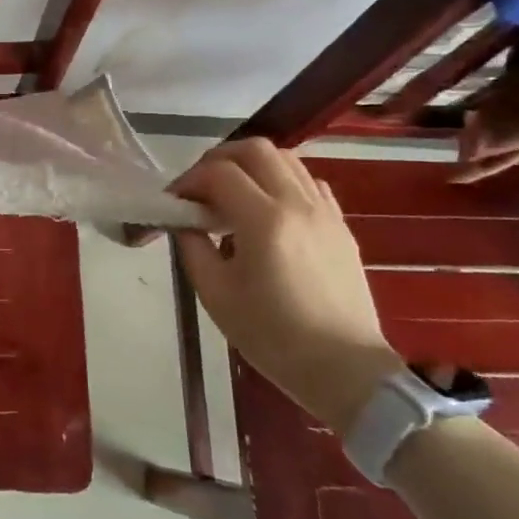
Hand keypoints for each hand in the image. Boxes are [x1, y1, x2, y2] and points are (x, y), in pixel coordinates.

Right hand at [170, 138, 400, 435]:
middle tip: (199, 188)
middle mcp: (298, 204)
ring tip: (232, 197)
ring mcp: (326, 212)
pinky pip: (309, 183)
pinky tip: (268, 211)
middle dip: (219, 159)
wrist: (345, 369)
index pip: (219, 173)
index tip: (173, 202)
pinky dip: (281, 182)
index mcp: (264, 221)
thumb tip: (185, 223)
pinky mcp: (341, 226)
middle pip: (256, 150)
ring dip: (252, 167)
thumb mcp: (215, 294)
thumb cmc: (272, 336)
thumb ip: (193, 247)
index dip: (188, 180)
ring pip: (287, 159)